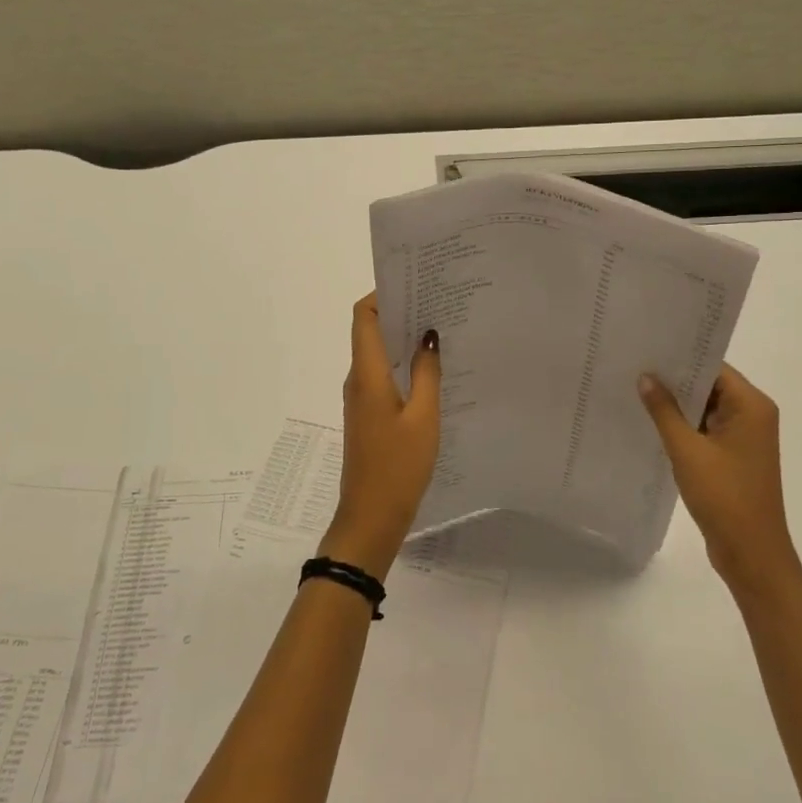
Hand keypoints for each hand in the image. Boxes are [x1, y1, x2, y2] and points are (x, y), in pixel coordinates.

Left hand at [323, 293, 441, 578]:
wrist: (371, 518)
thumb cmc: (398, 466)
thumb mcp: (424, 418)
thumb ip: (428, 373)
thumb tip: (429, 335)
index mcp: (367, 374)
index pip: (362, 316)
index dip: (382, 294)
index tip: (415, 285)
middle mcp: (358, 379)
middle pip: (371, 331)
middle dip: (401, 313)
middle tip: (440, 303)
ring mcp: (362, 398)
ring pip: (380, 355)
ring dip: (404, 340)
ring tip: (442, 331)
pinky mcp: (369, 415)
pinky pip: (384, 377)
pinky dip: (404, 365)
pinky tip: (434, 370)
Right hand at [639, 365, 798, 598]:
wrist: (751, 554)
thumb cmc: (724, 496)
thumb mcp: (687, 450)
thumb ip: (664, 411)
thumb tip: (646, 377)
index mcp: (751, 406)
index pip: (714, 367)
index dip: (681, 357)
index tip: (646, 349)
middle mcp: (753, 415)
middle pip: (710, 385)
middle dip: (674, 380)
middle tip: (633, 366)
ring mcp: (744, 437)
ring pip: (705, 408)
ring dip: (677, 404)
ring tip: (636, 390)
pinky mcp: (734, 457)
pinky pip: (705, 429)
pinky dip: (683, 426)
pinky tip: (652, 422)